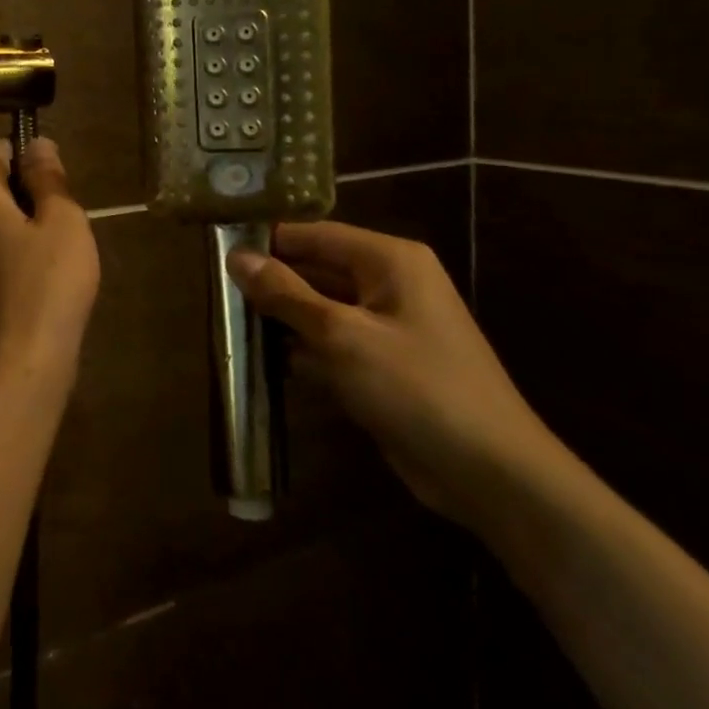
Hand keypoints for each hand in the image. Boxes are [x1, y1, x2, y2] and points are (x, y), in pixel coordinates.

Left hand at [0, 137, 99, 376]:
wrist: (27, 362)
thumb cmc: (50, 281)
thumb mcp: (62, 220)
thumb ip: (48, 179)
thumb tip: (37, 143)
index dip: (25, 149)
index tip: (56, 161)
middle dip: (30, 188)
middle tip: (69, 202)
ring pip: (1, 223)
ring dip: (30, 221)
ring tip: (67, 233)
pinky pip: (3, 252)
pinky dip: (25, 249)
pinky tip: (52, 266)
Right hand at [229, 223, 559, 533]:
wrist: (491, 474)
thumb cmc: (417, 388)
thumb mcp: (342, 336)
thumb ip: (286, 294)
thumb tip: (237, 257)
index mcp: (389, 260)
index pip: (315, 234)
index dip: (268, 242)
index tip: (218, 254)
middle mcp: (390, 283)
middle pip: (317, 269)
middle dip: (272, 284)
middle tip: (217, 295)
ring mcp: (388, 326)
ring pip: (321, 308)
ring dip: (283, 320)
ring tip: (229, 327)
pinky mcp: (384, 364)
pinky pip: (333, 343)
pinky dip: (303, 350)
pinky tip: (264, 363)